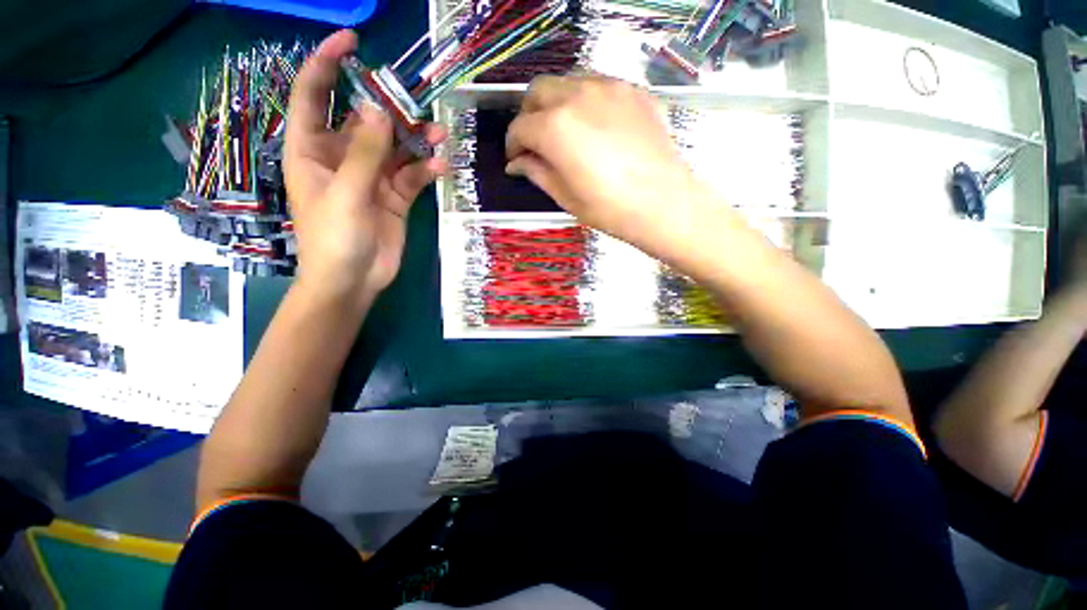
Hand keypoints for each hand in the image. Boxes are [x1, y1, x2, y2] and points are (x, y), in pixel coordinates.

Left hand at [284, 30, 446, 307]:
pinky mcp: (394, 197)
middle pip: (365, 120)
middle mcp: (342, 158)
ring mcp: (371, 178)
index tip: (353, 43)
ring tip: (440, 135)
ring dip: (417, 140)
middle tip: (416, 103)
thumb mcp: (346, 193)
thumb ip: (364, 153)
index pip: (314, 95)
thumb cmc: (335, 238)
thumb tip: (377, 109)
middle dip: (389, 109)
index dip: (327, 64)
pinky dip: (426, 170)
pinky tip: (440, 169)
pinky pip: (412, 176)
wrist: (354, 280)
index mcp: (313, 150)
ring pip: (395, 148)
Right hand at [505, 75, 704, 244]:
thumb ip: (537, 172)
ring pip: (567, 82)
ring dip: (556, 103)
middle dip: (529, 115)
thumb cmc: (609, 208)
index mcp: (554, 127)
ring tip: (564, 130)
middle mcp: (576, 96)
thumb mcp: (565, 196)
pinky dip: (585, 101)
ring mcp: (608, 87)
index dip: (513, 145)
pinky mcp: (632, 90)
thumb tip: (517, 164)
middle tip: (535, 141)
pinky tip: (593, 124)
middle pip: (538, 92)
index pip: (520, 128)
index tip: (516, 160)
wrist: (662, 202)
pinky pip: (598, 85)